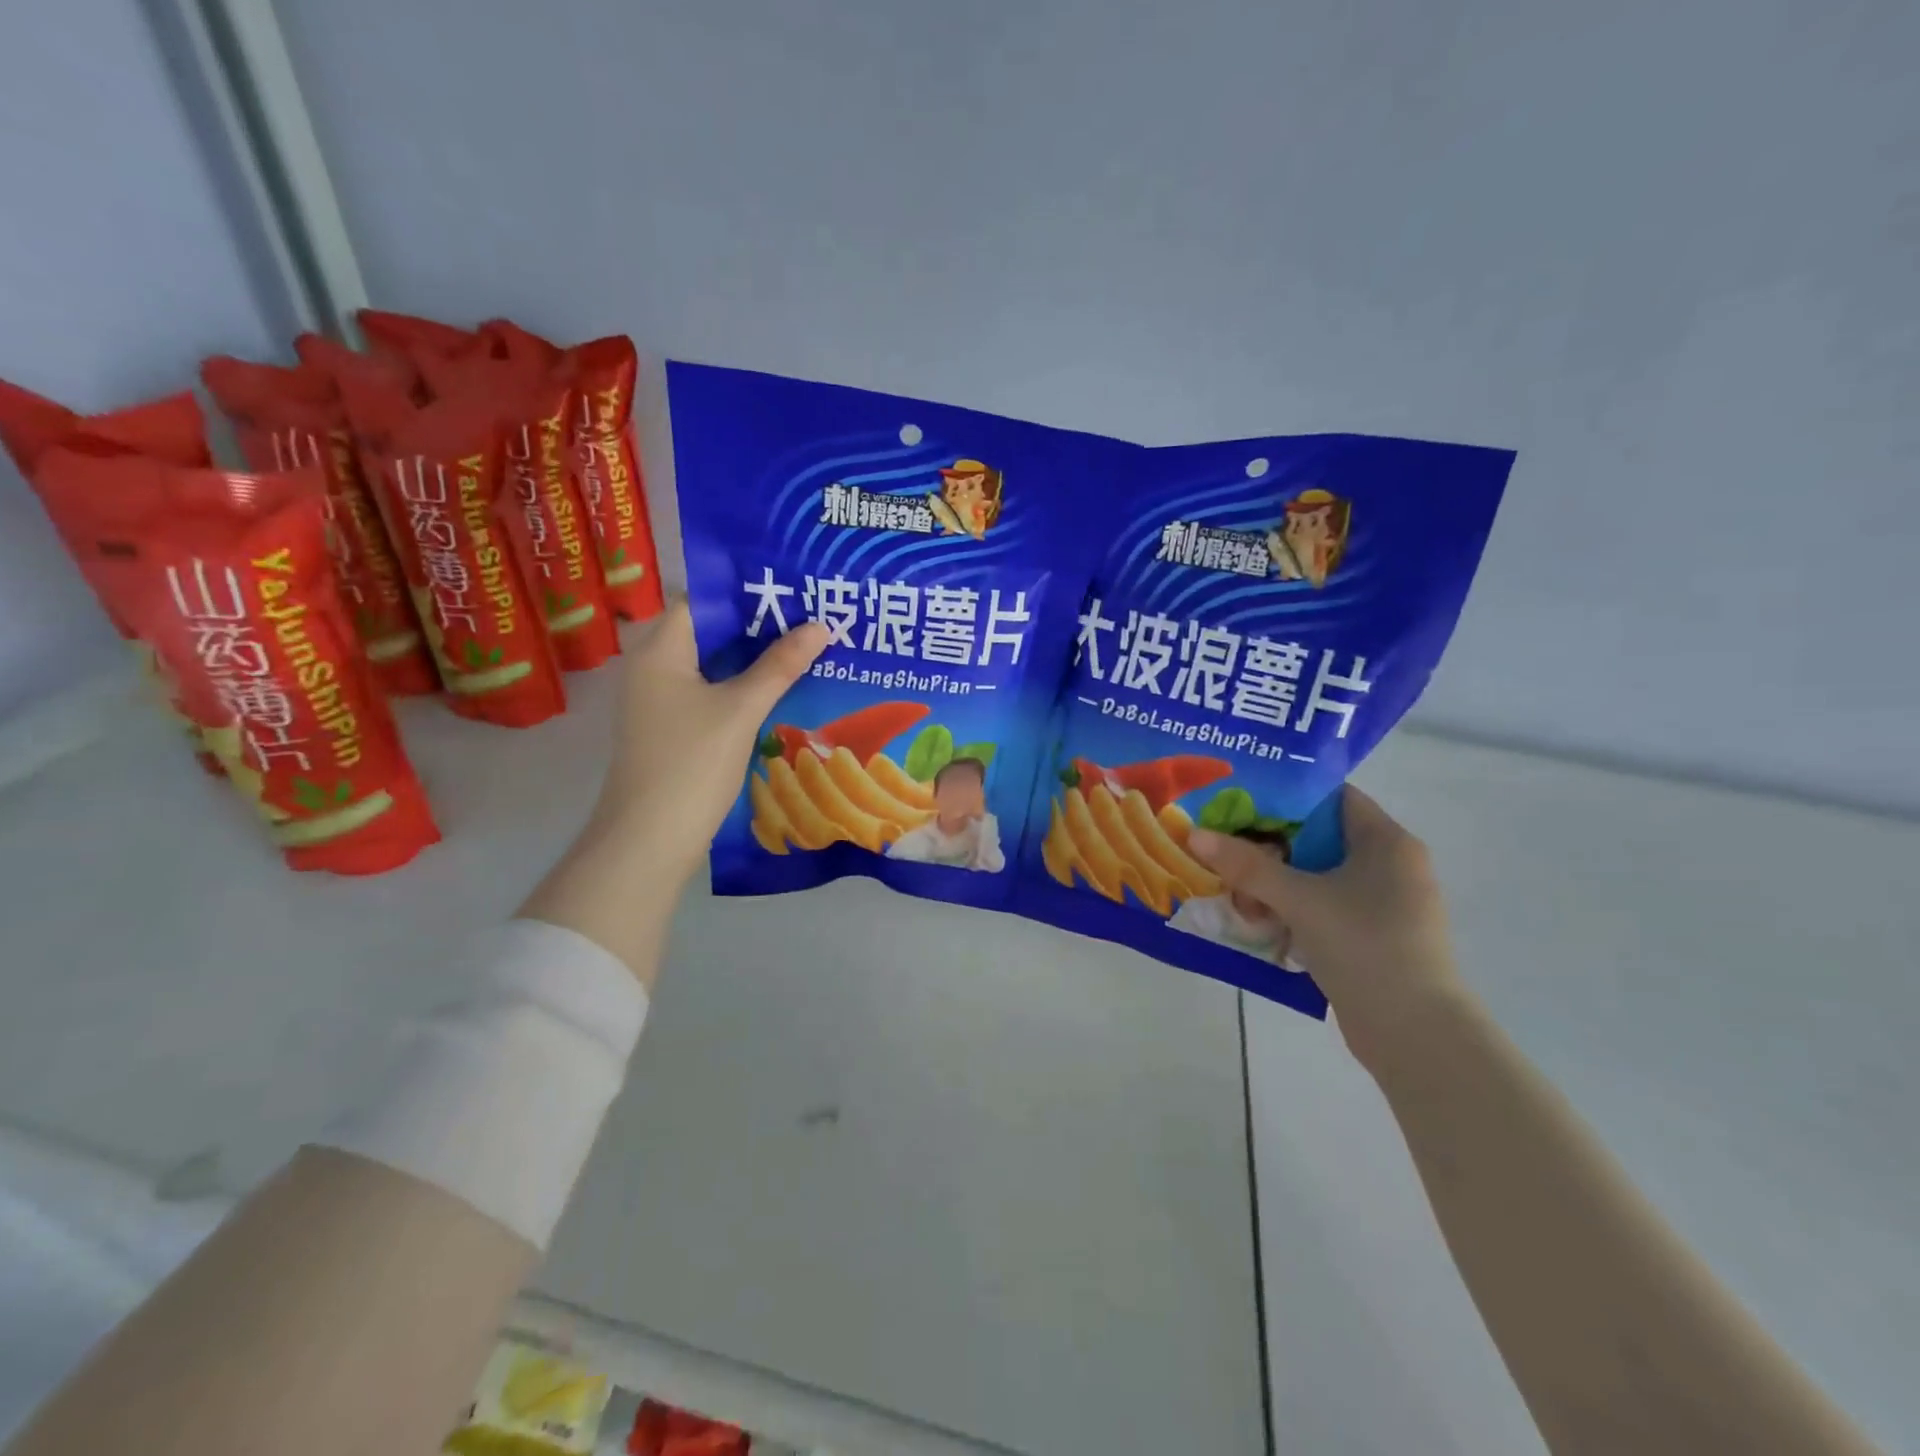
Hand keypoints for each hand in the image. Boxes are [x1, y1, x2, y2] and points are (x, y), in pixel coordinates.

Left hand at [591, 601, 827, 887]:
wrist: (649, 840)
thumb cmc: (691, 764)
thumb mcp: (741, 709)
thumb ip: (780, 665)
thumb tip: (821, 626)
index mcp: (660, 650)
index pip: (702, 600)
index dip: (745, 591)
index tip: (791, 589)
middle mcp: (654, 668)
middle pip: (710, 633)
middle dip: (758, 626)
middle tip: (809, 617)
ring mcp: (661, 702)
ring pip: (713, 666)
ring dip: (754, 659)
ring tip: (805, 647)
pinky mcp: (673, 730)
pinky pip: (712, 694)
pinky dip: (743, 688)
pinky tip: (782, 691)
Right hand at [1187, 786, 1466, 1067]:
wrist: (1415, 1034)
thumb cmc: (1364, 946)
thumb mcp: (1299, 899)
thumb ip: (1246, 865)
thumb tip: (1194, 834)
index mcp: (1386, 842)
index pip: (1332, 796)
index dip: (1285, 793)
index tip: (1238, 799)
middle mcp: (1391, 866)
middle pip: (1318, 838)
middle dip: (1269, 844)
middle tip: (1224, 846)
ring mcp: (1384, 905)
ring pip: (1317, 876)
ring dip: (1275, 882)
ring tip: (1234, 891)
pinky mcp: (1373, 938)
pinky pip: (1324, 908)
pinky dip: (1292, 910)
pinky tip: (1258, 922)